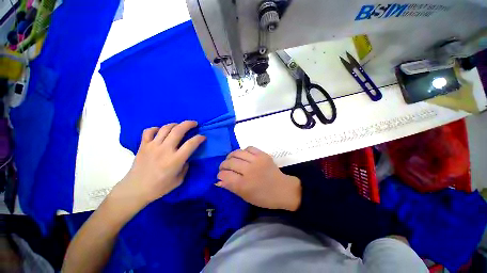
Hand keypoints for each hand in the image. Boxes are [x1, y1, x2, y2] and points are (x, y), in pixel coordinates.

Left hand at [111, 121, 205, 207]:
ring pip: (165, 128)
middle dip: (189, 124)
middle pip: (178, 130)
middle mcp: (165, 150)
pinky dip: (156, 128)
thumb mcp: (179, 180)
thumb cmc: (159, 187)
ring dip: (175, 124)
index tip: (203, 137)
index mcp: (175, 160)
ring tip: (180, 126)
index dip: (199, 138)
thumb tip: (186, 158)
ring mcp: (152, 146)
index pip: (191, 144)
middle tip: (194, 123)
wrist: (135, 190)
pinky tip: (160, 131)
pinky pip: (149, 131)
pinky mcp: (143, 145)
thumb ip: (185, 167)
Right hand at [217, 147, 301, 210]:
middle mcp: (249, 170)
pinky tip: (243, 156)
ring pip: (237, 153)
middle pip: (230, 162)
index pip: (225, 175)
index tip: (220, 175)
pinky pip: (249, 148)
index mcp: (244, 185)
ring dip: (231, 156)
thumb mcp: (245, 196)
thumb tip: (218, 180)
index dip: (220, 174)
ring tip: (231, 159)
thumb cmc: (263, 197)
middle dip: (223, 164)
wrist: (283, 189)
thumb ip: (231, 187)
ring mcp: (256, 160)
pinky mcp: (263, 154)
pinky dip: (243, 151)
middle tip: (224, 167)